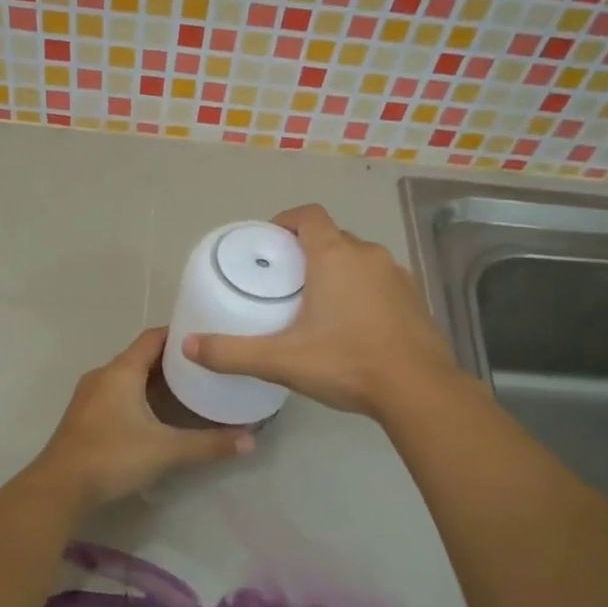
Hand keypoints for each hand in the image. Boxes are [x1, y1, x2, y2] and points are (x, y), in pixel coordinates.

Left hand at [32, 327, 254, 509]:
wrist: (59, 488)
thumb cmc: (112, 457)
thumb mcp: (166, 450)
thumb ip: (209, 444)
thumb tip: (251, 440)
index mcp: (121, 371)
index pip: (153, 338)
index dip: (180, 334)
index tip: (207, 337)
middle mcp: (104, 376)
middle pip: (142, 357)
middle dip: (173, 360)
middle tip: (207, 366)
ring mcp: (90, 396)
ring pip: (129, 377)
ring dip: (156, 381)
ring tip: (190, 388)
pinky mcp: (85, 416)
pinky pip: (118, 394)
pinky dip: (140, 396)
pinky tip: (159, 414)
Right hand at [183, 204, 456, 420]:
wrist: (419, 390)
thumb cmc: (346, 363)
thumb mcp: (281, 360)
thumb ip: (232, 353)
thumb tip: (188, 346)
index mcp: (335, 256)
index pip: (309, 215)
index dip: (286, 220)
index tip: (269, 241)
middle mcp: (368, 255)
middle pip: (332, 237)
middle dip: (308, 251)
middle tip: (285, 280)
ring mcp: (397, 276)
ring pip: (359, 260)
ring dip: (337, 271)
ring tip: (316, 302)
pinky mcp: (415, 299)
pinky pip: (380, 282)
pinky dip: (362, 291)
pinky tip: (352, 325)